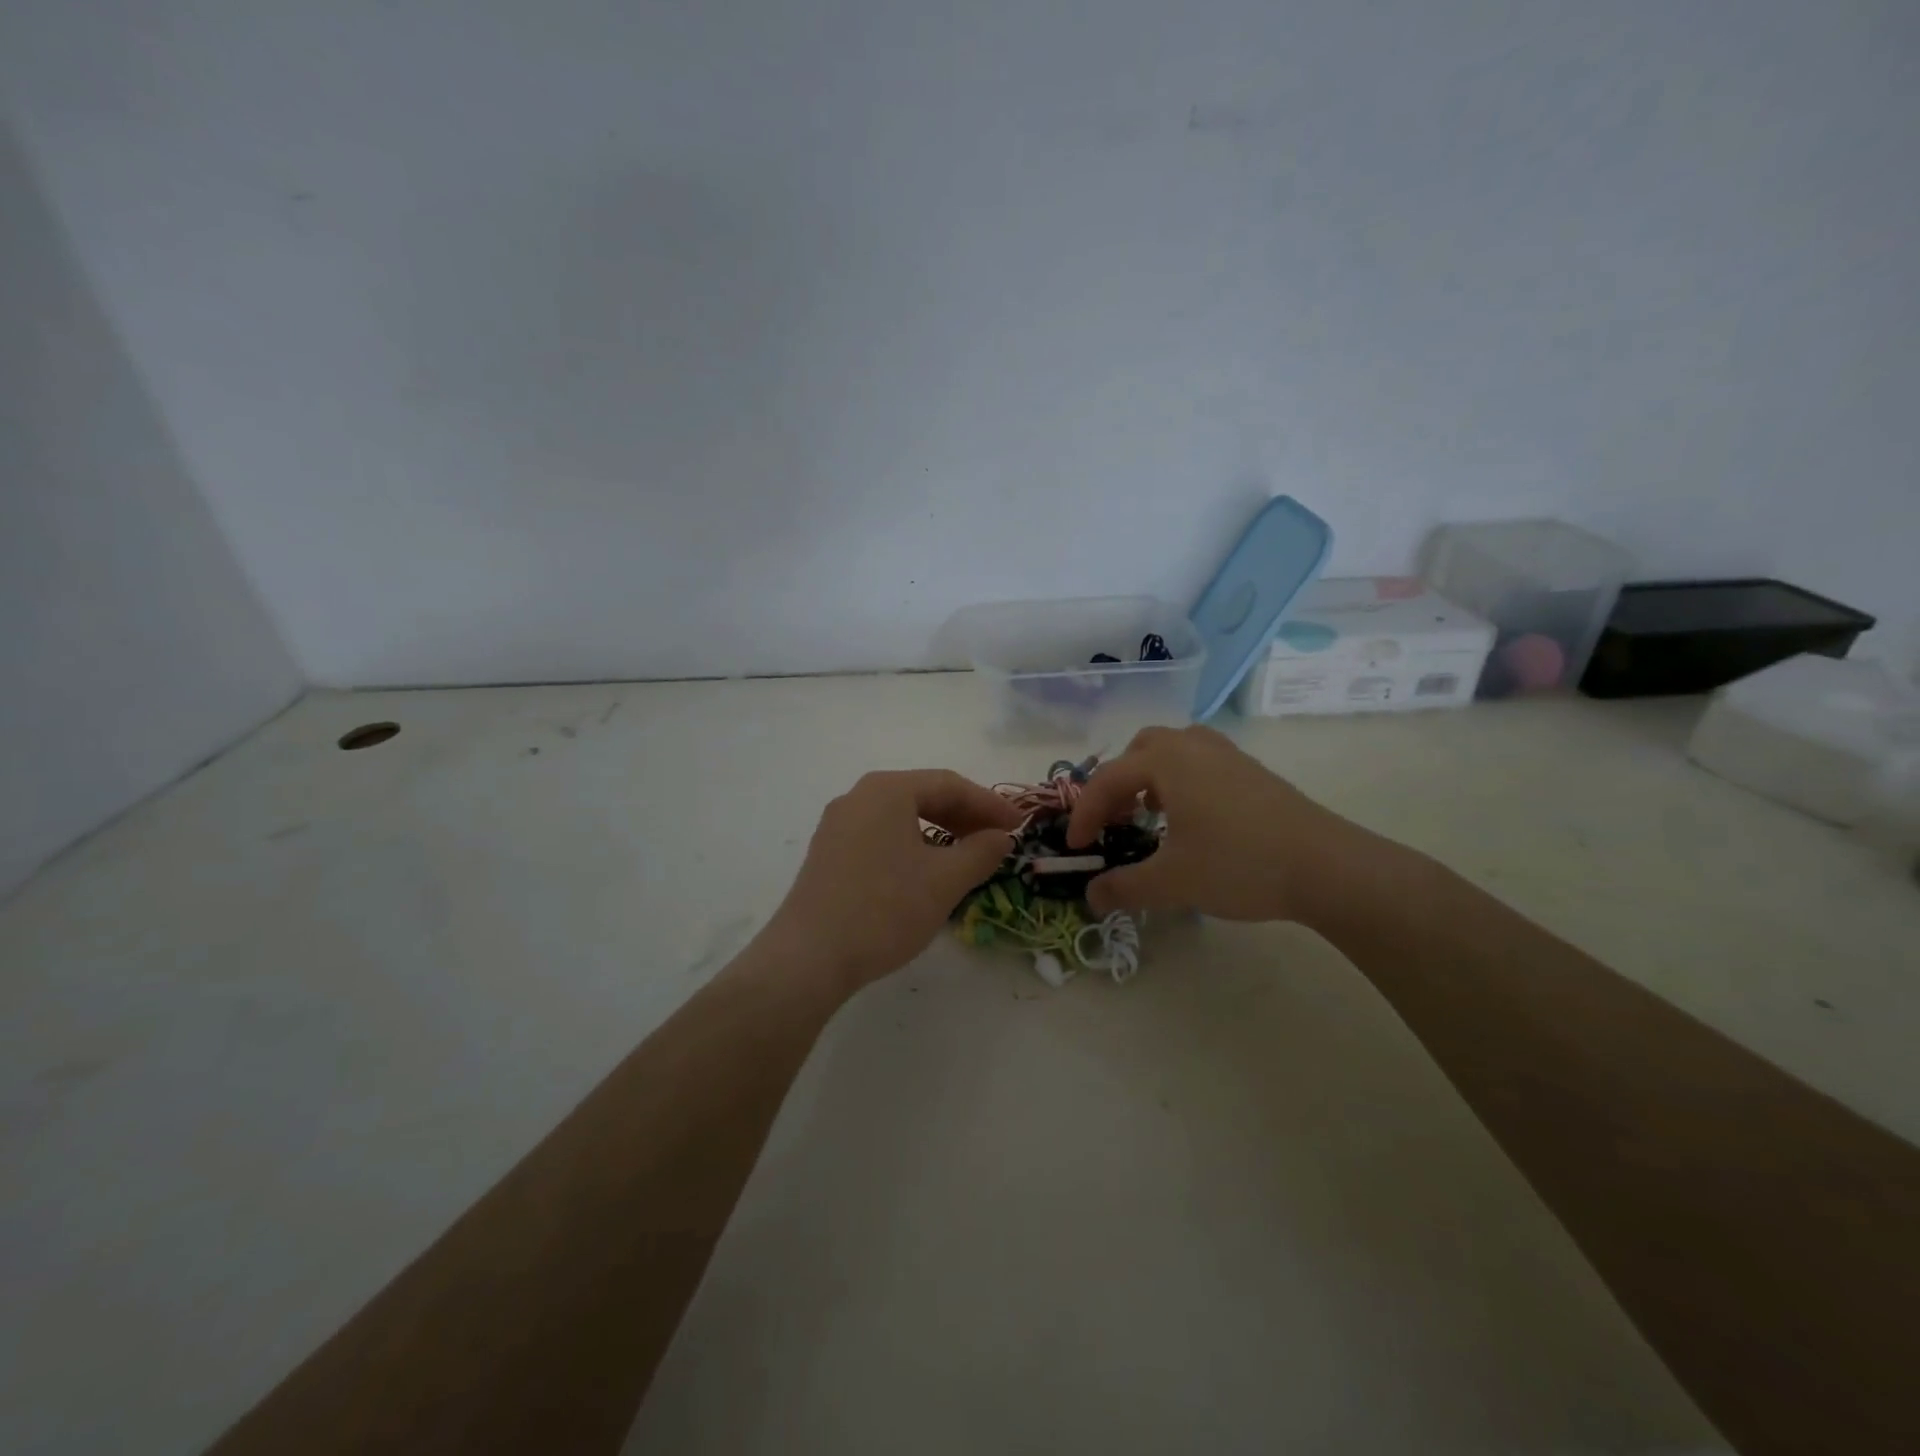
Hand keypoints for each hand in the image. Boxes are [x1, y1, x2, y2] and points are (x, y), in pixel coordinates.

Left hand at [761, 770, 1022, 992]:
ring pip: (901, 817)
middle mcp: (858, 797)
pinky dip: (912, 845)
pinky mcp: (828, 853)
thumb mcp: (944, 880)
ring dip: (940, 831)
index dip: (989, 804)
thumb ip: (980, 852)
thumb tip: (1001, 837)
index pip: (949, 784)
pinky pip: (881, 835)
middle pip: (923, 795)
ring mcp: (838, 825)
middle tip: (998, 839)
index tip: (1020, 826)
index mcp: (887, 790)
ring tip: (967, 855)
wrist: (809, 957)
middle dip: (965, 816)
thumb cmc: (884, 909)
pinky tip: (926, 870)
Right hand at [1066, 725, 1382, 923]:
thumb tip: (1091, 897)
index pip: (1107, 780)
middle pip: (1139, 750)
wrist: (1327, 867)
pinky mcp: (1252, 771)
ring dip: (1150, 777)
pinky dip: (1181, 780)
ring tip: (1151, 814)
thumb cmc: (1239, 865)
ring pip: (1173, 750)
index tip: (1076, 848)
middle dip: (1117, 784)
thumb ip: (1124, 887)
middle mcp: (1193, 746)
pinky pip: (1200, 761)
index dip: (1084, 814)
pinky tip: (1192, 818)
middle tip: (1114, 821)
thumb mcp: (1172, 882)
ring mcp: (1227, 755)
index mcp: (1166, 761)